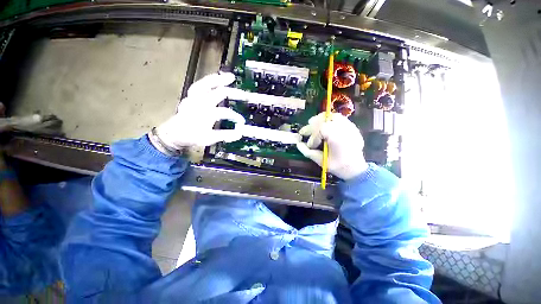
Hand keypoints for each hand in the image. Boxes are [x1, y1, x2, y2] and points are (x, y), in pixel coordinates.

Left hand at [151, 73, 245, 154]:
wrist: (175, 133)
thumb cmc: (192, 136)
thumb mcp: (209, 138)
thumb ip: (225, 135)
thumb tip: (239, 133)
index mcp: (205, 114)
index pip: (224, 113)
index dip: (235, 116)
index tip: (242, 121)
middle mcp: (200, 103)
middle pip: (219, 93)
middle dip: (234, 93)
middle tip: (245, 94)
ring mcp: (194, 97)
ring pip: (207, 83)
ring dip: (220, 80)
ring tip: (230, 77)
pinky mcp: (191, 95)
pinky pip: (201, 84)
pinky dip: (210, 80)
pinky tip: (217, 78)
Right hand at [297, 113, 367, 179]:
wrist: (355, 168)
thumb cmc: (337, 166)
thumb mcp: (320, 161)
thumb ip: (307, 151)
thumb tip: (298, 143)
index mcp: (337, 138)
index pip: (321, 129)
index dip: (312, 136)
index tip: (310, 145)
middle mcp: (345, 129)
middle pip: (325, 120)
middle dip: (312, 125)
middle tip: (304, 132)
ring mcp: (350, 127)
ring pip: (333, 116)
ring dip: (320, 119)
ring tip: (312, 123)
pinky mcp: (352, 127)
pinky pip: (339, 118)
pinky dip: (329, 119)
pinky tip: (323, 125)